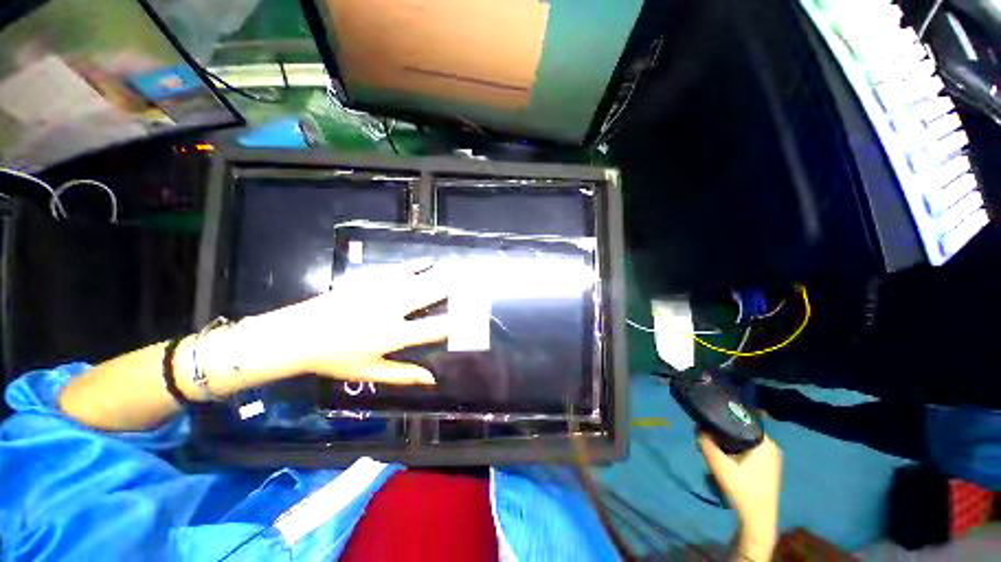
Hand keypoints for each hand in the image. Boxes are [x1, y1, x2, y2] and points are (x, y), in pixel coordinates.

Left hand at [229, 261, 449, 385]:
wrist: (298, 335)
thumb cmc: (336, 359)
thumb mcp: (370, 373)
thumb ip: (404, 375)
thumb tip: (432, 379)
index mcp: (393, 335)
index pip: (433, 328)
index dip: (453, 322)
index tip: (468, 316)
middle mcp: (392, 310)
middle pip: (428, 296)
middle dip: (451, 289)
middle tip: (469, 284)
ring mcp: (380, 292)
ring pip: (417, 280)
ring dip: (438, 275)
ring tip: (456, 271)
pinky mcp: (369, 281)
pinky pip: (398, 271)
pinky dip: (415, 266)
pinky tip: (426, 262)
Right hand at [698, 433, 781, 560]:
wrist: (757, 520)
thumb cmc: (741, 490)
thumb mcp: (718, 465)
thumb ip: (706, 443)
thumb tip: (698, 426)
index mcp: (766, 443)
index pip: (741, 421)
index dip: (724, 419)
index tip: (709, 421)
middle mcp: (772, 447)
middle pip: (742, 431)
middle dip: (724, 433)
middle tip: (708, 435)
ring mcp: (772, 458)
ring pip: (744, 441)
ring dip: (729, 443)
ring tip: (715, 445)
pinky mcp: (768, 467)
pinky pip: (749, 450)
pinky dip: (736, 450)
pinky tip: (726, 457)